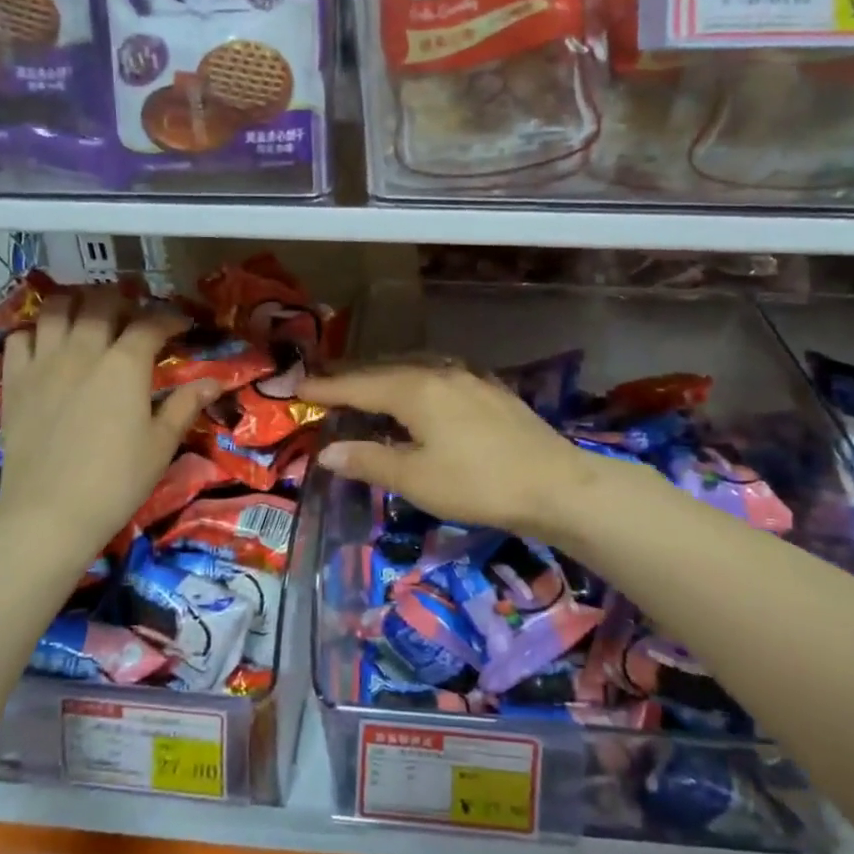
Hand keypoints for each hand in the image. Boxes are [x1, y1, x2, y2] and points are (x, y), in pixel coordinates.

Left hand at [0, 287, 217, 561]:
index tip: (182, 325)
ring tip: (88, 312)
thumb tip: (216, 381)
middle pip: (101, 303)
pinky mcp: (14, 381)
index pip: (150, 324)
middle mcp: (83, 350)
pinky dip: (35, 330)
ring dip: (76, 303)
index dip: (169, 319)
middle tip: (134, 312)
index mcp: (125, 364)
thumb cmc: (117, 479)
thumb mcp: (161, 443)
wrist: (49, 513)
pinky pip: (19, 337)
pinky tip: (47, 342)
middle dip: (122, 299)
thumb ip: (186, 404)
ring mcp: (43, 362)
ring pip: (56, 309)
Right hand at [299, 364, 622, 543]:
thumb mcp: (416, 479)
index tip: (298, 387)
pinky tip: (419, 394)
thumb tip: (327, 452)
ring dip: (384, 377)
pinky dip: (415, 382)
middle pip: (384, 369)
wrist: (555, 483)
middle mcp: (439, 372)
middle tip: (324, 383)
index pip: (358, 385)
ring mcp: (469, 377)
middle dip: (352, 377)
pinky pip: (439, 376)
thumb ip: (369, 461)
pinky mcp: (490, 390)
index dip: (327, 387)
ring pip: (414, 369)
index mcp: (414, 389)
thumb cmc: (478, 483)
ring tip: (365, 386)